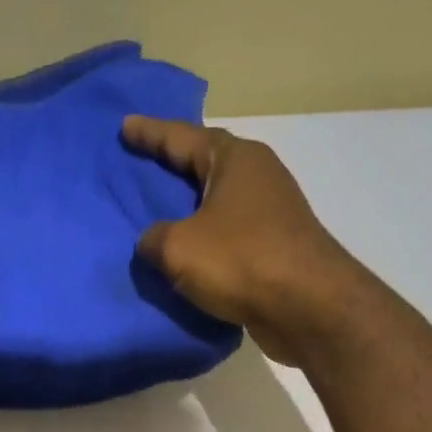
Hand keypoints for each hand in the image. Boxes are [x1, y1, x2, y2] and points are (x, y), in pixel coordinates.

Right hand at [122, 116, 376, 366]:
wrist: (305, 305)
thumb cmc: (240, 261)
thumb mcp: (178, 248)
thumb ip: (154, 239)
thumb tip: (152, 242)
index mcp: (234, 159)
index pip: (182, 137)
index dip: (150, 133)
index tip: (125, 126)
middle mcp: (257, 175)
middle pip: (205, 164)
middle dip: (174, 166)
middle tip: (143, 167)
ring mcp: (271, 212)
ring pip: (219, 202)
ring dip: (192, 208)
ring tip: (162, 216)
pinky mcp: (276, 247)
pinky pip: (229, 235)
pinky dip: (207, 241)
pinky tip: (189, 254)